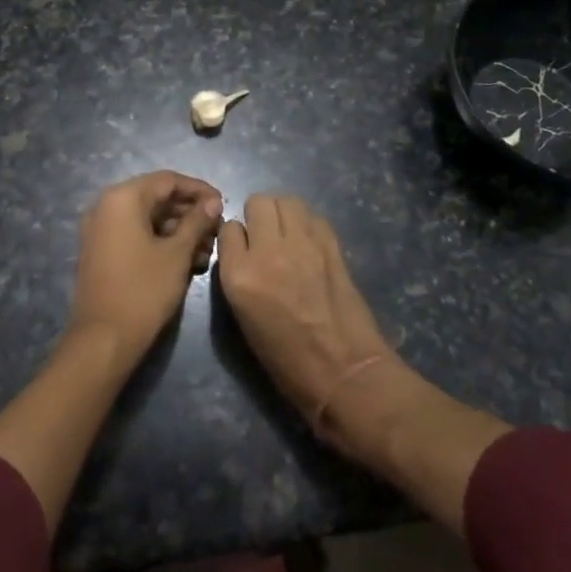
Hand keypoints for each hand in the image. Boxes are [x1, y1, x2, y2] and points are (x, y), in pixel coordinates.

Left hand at [71, 171, 222, 361]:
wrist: (104, 339)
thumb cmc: (144, 290)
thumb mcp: (177, 253)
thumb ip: (197, 221)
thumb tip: (213, 201)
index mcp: (122, 198)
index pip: (167, 180)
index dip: (199, 190)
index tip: (223, 204)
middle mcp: (106, 206)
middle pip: (156, 198)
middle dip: (189, 213)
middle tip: (217, 230)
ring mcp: (101, 229)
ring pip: (147, 218)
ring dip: (178, 230)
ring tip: (207, 250)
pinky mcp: (101, 251)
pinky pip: (135, 234)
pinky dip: (160, 241)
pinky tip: (187, 260)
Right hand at [217, 195, 398, 441]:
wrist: (342, 371)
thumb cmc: (286, 359)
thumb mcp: (244, 317)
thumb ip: (239, 275)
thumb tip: (244, 251)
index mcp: (239, 275)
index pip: (228, 228)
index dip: (235, 237)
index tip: (242, 249)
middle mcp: (268, 251)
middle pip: (258, 202)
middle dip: (258, 215)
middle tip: (265, 236)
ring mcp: (303, 245)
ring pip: (288, 200)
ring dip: (283, 213)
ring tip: (287, 233)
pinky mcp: (332, 247)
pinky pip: (314, 217)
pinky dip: (308, 224)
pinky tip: (310, 243)